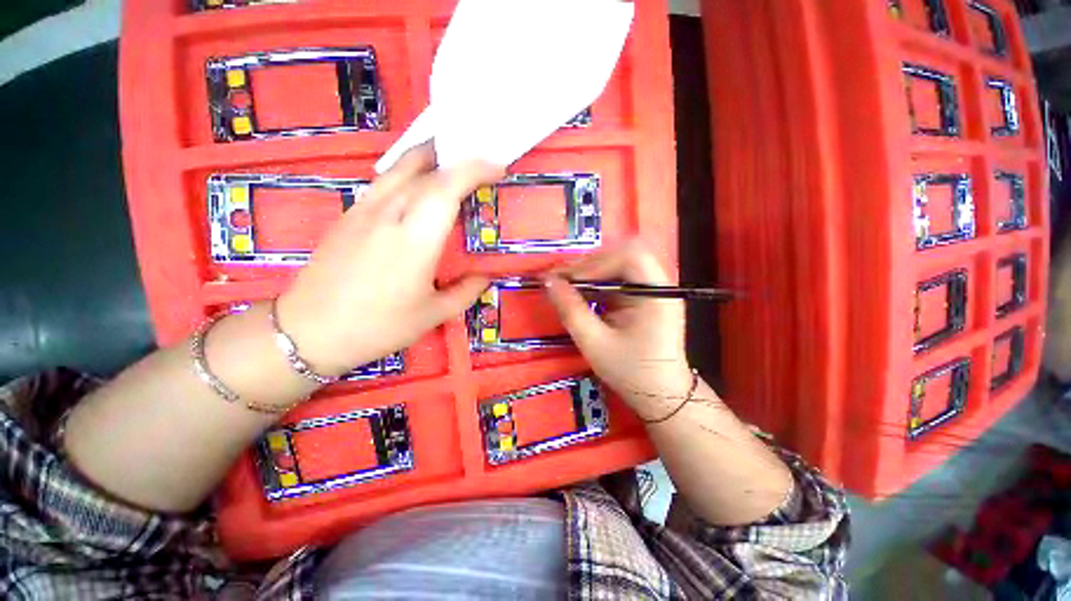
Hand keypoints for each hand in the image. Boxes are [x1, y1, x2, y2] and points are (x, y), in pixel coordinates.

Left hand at [277, 145, 502, 375]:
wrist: (310, 332)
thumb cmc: (379, 326)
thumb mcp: (434, 315)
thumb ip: (467, 291)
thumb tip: (485, 275)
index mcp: (415, 239)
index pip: (447, 187)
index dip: (475, 169)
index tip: (498, 167)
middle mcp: (389, 214)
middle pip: (425, 169)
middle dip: (457, 159)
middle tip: (480, 164)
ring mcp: (364, 210)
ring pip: (399, 167)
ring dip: (430, 158)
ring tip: (451, 161)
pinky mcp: (349, 215)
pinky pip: (384, 181)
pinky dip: (408, 173)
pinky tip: (416, 186)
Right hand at [544, 241, 693, 419]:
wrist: (660, 394)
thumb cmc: (630, 372)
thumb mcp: (594, 343)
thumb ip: (571, 310)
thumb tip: (549, 282)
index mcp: (657, 294)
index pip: (629, 257)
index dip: (595, 263)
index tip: (565, 279)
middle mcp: (659, 285)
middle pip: (624, 255)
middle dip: (590, 265)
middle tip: (563, 279)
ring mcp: (653, 290)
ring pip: (619, 264)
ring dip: (591, 272)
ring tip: (567, 284)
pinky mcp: (644, 297)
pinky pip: (618, 279)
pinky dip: (597, 282)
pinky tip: (582, 293)